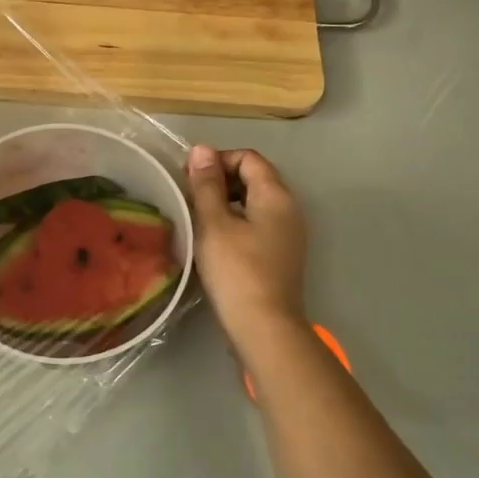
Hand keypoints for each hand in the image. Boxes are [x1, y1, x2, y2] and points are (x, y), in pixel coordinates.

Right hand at [185, 145, 307, 343]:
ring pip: (254, 203)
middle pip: (254, 178)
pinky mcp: (280, 256)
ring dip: (225, 203)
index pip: (248, 158)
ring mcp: (288, 234)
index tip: (189, 177)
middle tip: (189, 197)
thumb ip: (207, 185)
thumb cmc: (236, 271)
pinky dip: (235, 223)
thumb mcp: (214, 224)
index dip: (217, 160)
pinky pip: (257, 225)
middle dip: (220, 180)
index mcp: (276, 195)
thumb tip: (202, 149)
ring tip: (196, 218)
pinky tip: (212, 240)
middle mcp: (289, 209)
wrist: (264, 328)